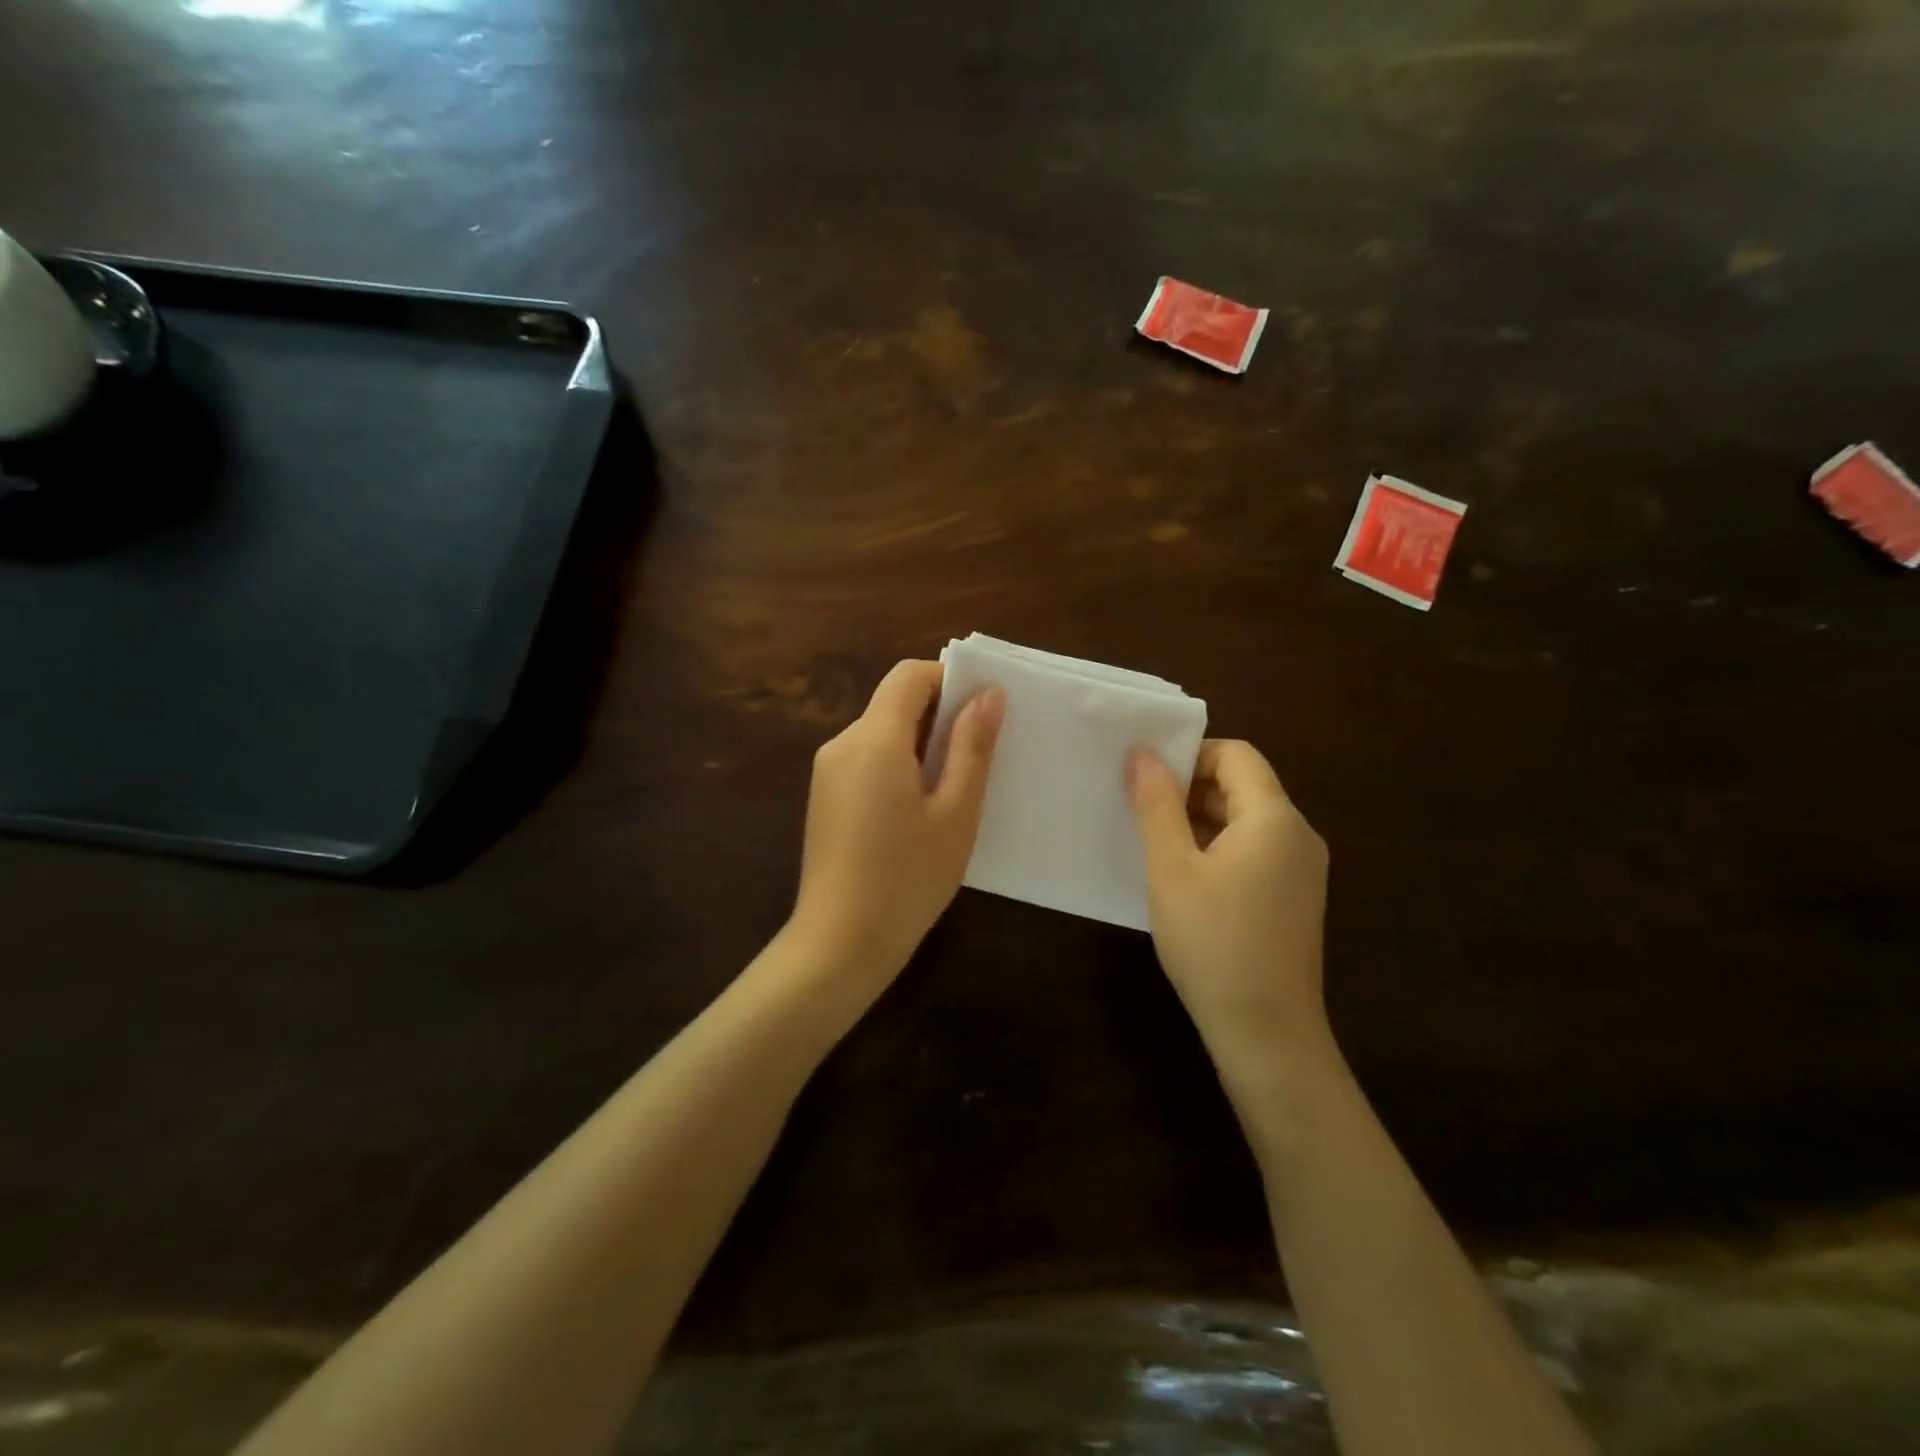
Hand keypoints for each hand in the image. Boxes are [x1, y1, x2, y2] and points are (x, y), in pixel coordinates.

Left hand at [790, 659, 1004, 987]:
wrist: (840, 943)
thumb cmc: (908, 878)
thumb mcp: (955, 812)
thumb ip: (972, 747)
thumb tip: (989, 693)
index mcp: (873, 738)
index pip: (909, 675)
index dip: (949, 679)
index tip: (982, 711)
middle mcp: (842, 743)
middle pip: (893, 702)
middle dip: (939, 715)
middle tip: (979, 756)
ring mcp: (827, 772)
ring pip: (881, 733)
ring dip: (919, 744)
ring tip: (954, 789)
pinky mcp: (824, 797)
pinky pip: (866, 760)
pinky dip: (897, 765)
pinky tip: (919, 811)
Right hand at [1125, 739, 1331, 1085]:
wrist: (1267, 1035)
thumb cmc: (1213, 942)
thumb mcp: (1171, 869)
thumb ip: (1156, 805)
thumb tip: (1142, 752)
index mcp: (1275, 818)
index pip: (1236, 755)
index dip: (1190, 755)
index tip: (1146, 780)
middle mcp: (1298, 835)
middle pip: (1243, 785)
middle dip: (1189, 789)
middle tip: (1138, 811)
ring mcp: (1301, 870)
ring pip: (1245, 821)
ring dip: (1199, 821)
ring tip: (1153, 844)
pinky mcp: (1294, 899)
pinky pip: (1254, 852)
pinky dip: (1217, 849)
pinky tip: (1183, 879)